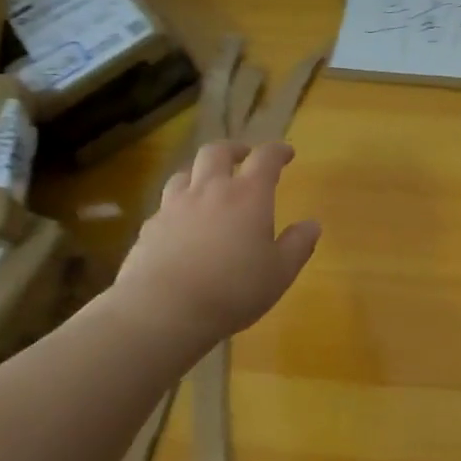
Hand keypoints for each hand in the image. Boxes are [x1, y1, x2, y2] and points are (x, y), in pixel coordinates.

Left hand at [110, 141, 320, 339]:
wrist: (163, 310)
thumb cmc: (233, 289)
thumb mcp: (280, 272)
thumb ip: (298, 244)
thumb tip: (311, 224)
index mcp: (248, 195)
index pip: (265, 158)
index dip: (277, 151)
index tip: (286, 153)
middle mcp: (210, 190)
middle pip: (217, 152)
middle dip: (233, 149)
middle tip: (243, 156)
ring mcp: (174, 206)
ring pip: (185, 173)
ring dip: (200, 172)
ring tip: (208, 184)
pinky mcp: (149, 227)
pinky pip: (166, 204)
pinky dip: (179, 204)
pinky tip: (182, 222)